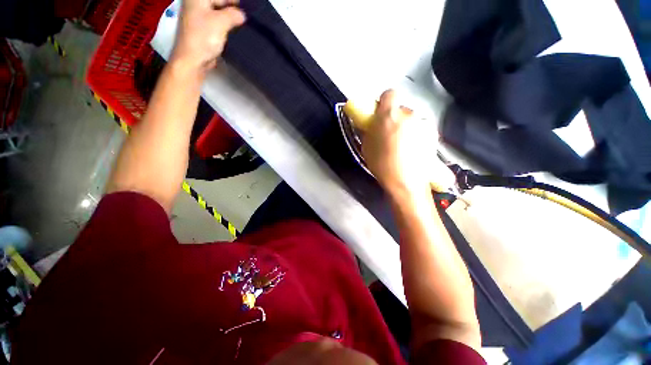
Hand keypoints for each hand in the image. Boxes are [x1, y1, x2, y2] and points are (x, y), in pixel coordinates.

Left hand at [170, 0, 244, 74]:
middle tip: (242, 18)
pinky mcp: (202, 29)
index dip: (233, 1)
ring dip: (229, 18)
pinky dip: (224, 25)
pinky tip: (231, 31)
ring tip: (239, 25)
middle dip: (231, 9)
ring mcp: (198, 17)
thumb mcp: (221, 22)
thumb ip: (234, 14)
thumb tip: (241, 15)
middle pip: (218, 2)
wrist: (193, 59)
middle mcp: (195, 4)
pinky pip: (216, 22)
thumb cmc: (203, 38)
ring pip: (217, 11)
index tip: (244, 9)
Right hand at [362, 90, 453, 196]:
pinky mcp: (433, 134)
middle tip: (390, 133)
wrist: (406, 182)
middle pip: (401, 109)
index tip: (381, 113)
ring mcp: (423, 124)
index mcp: (389, 115)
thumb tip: (371, 124)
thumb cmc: (382, 164)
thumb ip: (369, 130)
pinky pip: (421, 129)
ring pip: (412, 119)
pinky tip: (412, 150)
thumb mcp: (367, 147)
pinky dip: (416, 135)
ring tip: (402, 145)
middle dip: (395, 118)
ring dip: (406, 127)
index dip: (385, 101)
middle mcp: (409, 114)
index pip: (390, 93)